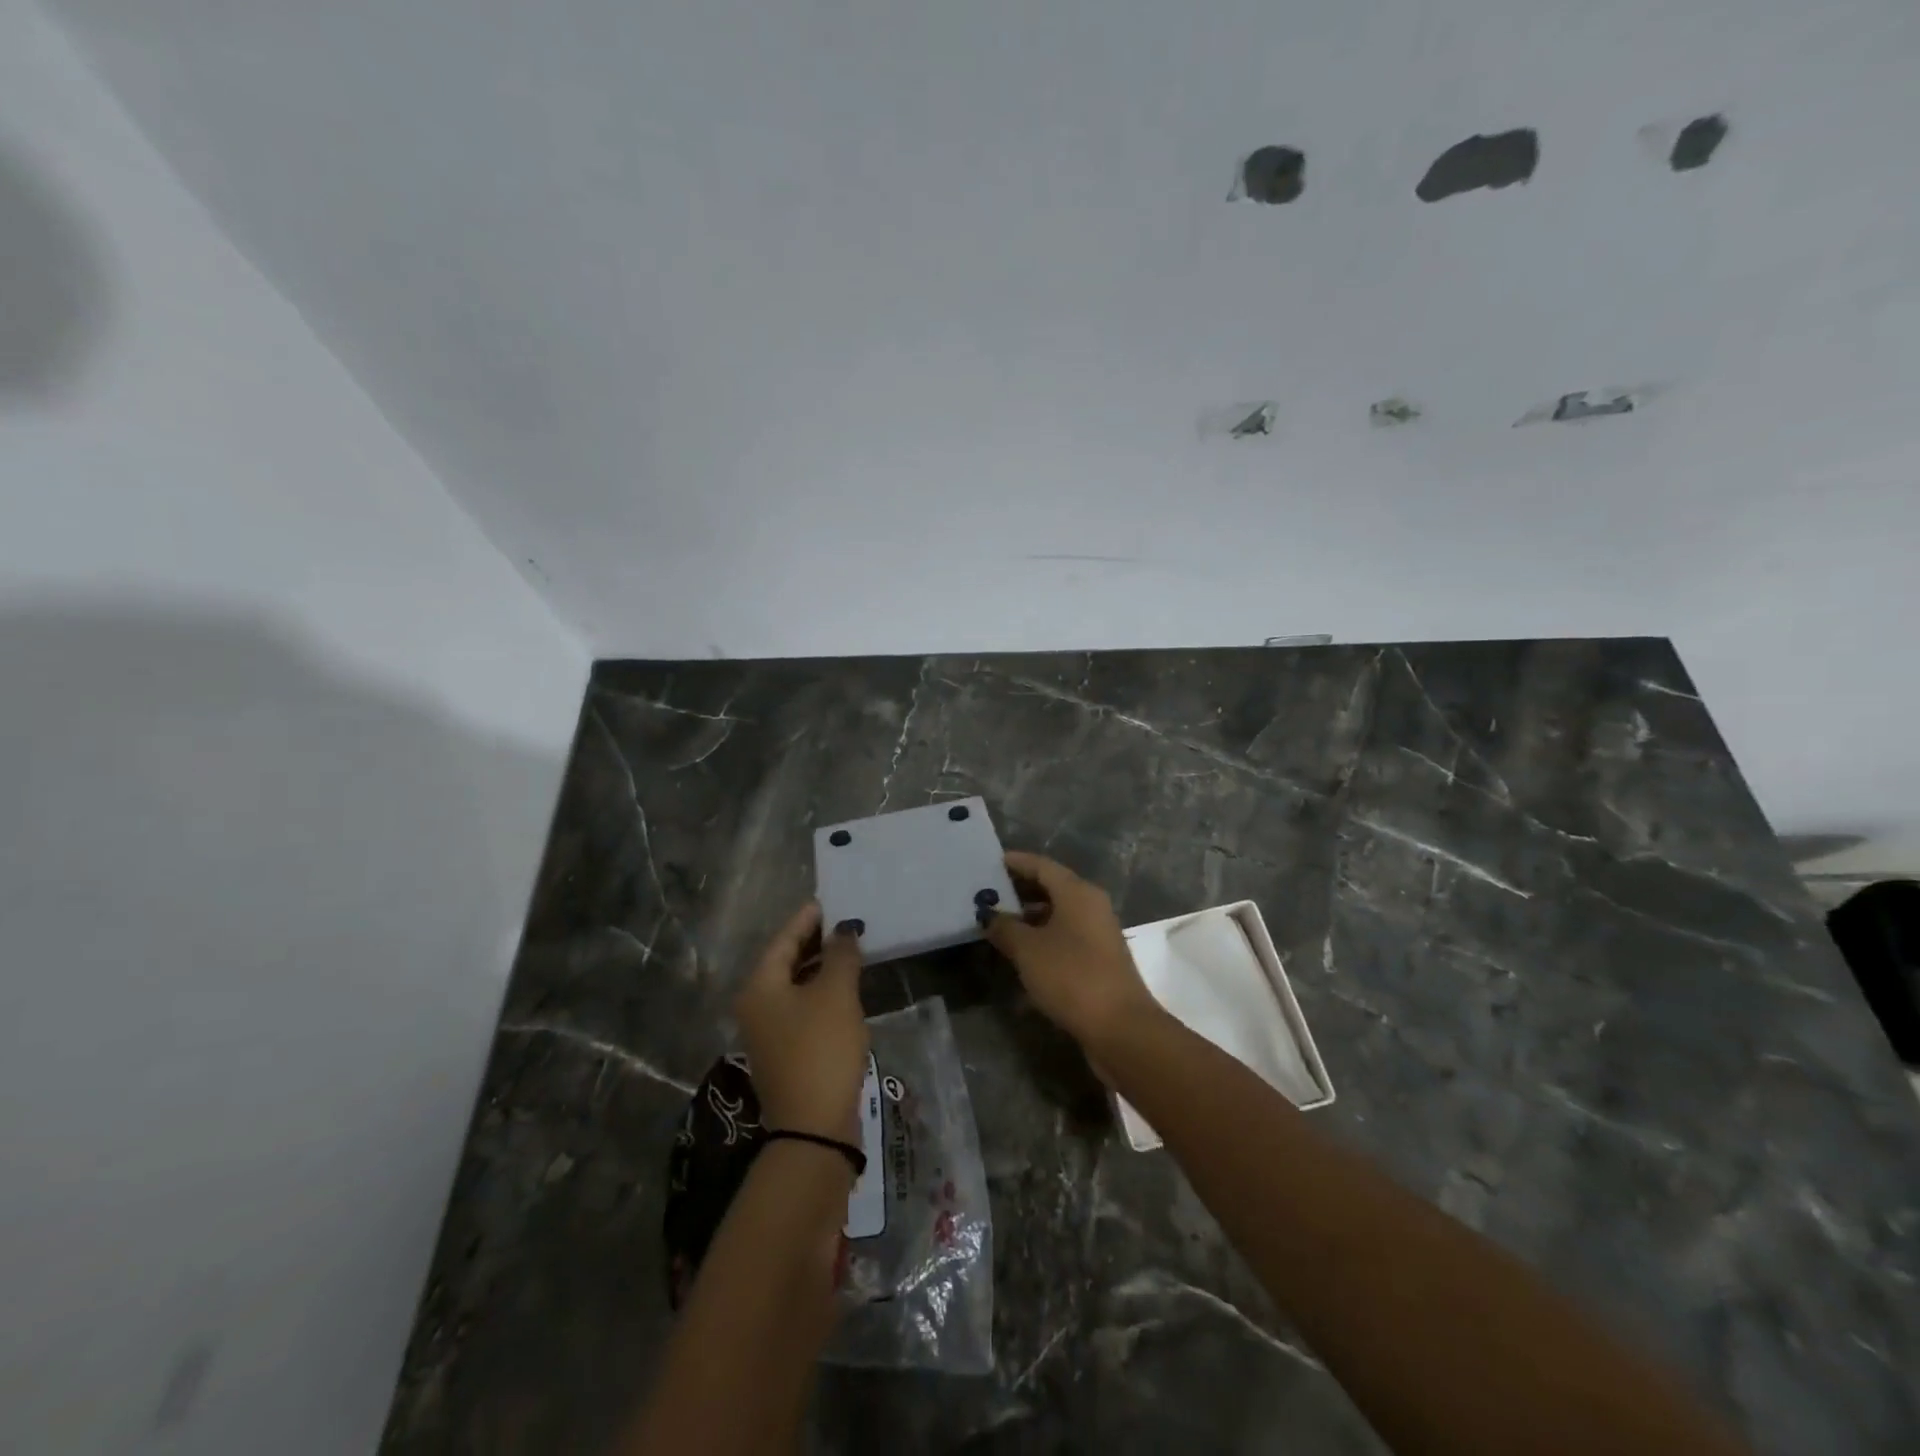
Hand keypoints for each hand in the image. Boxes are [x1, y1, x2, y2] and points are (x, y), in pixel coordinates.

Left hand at [733, 903, 868, 1141]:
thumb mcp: (837, 994)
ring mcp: (768, 1033)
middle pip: (785, 962)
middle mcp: (755, 1006)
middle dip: (814, 942)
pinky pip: (801, 1009)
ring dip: (819, 968)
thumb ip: (841, 956)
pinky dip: (820, 993)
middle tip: (843, 924)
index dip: (807, 919)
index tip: (828, 901)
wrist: (814, 1127)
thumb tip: (844, 931)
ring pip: (794, 987)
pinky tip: (844, 990)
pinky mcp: (785, 1053)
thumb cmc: (822, 1048)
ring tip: (849, 952)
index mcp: (760, 987)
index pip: (783, 940)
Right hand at [981, 851, 1159, 1053]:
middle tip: (986, 894)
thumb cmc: (1071, 976)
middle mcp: (1091, 906)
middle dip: (1019, 891)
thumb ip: (1005, 927)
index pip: (1041, 865)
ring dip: (1028, 918)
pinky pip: (1063, 938)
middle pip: (1051, 888)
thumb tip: (990, 915)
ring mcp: (1097, 934)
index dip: (1015, 862)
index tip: (988, 863)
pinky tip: (1019, 956)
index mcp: (1077, 892)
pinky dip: (1041, 940)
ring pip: (1057, 915)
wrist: (1120, 1028)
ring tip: (996, 925)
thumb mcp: (1028, 950)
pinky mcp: (1098, 960)